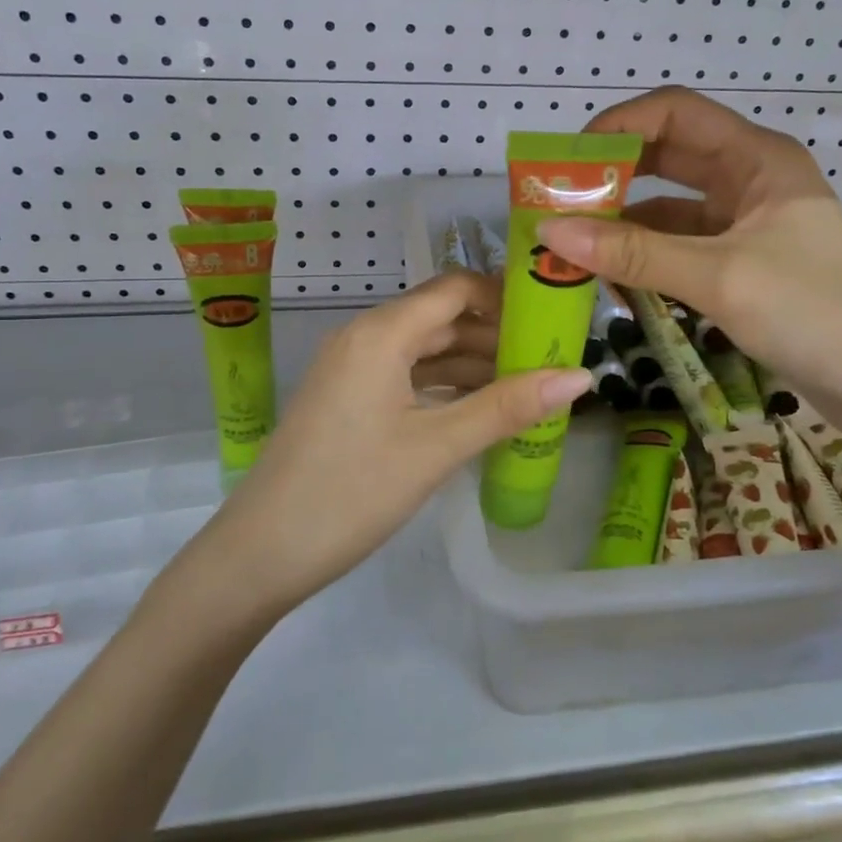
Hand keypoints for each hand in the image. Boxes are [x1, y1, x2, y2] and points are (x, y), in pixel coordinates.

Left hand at [195, 270, 591, 611]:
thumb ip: (507, 407)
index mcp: (382, 333)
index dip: (504, 296)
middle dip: (495, 334)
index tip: (551, 318)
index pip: (455, 289)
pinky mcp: (346, 397)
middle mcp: (364, 336)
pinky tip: (478, 408)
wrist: (260, 552)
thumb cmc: (352, 492)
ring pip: (424, 349)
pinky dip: (443, 384)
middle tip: (550, 358)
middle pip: (441, 317)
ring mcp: (351, 367)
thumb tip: (581, 376)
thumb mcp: (436, 448)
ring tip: (527, 386)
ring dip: (472, 362)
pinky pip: (405, 375)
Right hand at [537, 87, 841, 438]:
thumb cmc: (816, 313)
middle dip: (611, 177)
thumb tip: (550, 233)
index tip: (566, 161)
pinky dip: (645, 260)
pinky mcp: (742, 265)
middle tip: (556, 205)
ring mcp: (746, 225)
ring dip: (623, 224)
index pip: (674, 113)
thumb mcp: (719, 277)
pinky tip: (609, 280)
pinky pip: (680, 249)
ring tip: (569, 247)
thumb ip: (634, 254)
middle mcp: (749, 180)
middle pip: (666, 158)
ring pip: (668, 209)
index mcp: (756, 158)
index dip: (617, 126)